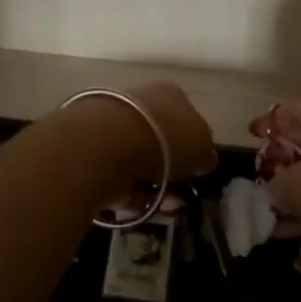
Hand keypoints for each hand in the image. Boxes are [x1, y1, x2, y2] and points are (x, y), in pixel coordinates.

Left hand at [55, 82, 216, 210]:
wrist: (109, 143)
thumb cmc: (166, 136)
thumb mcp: (202, 144)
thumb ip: (205, 152)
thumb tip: (204, 159)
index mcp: (169, 94)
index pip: (185, 115)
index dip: (193, 142)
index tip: (198, 167)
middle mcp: (141, 103)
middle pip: (161, 139)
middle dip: (171, 169)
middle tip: (181, 191)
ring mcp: (115, 127)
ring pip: (140, 161)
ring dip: (154, 186)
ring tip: (166, 206)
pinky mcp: (95, 153)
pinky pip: (120, 178)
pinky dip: (133, 195)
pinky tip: (144, 207)